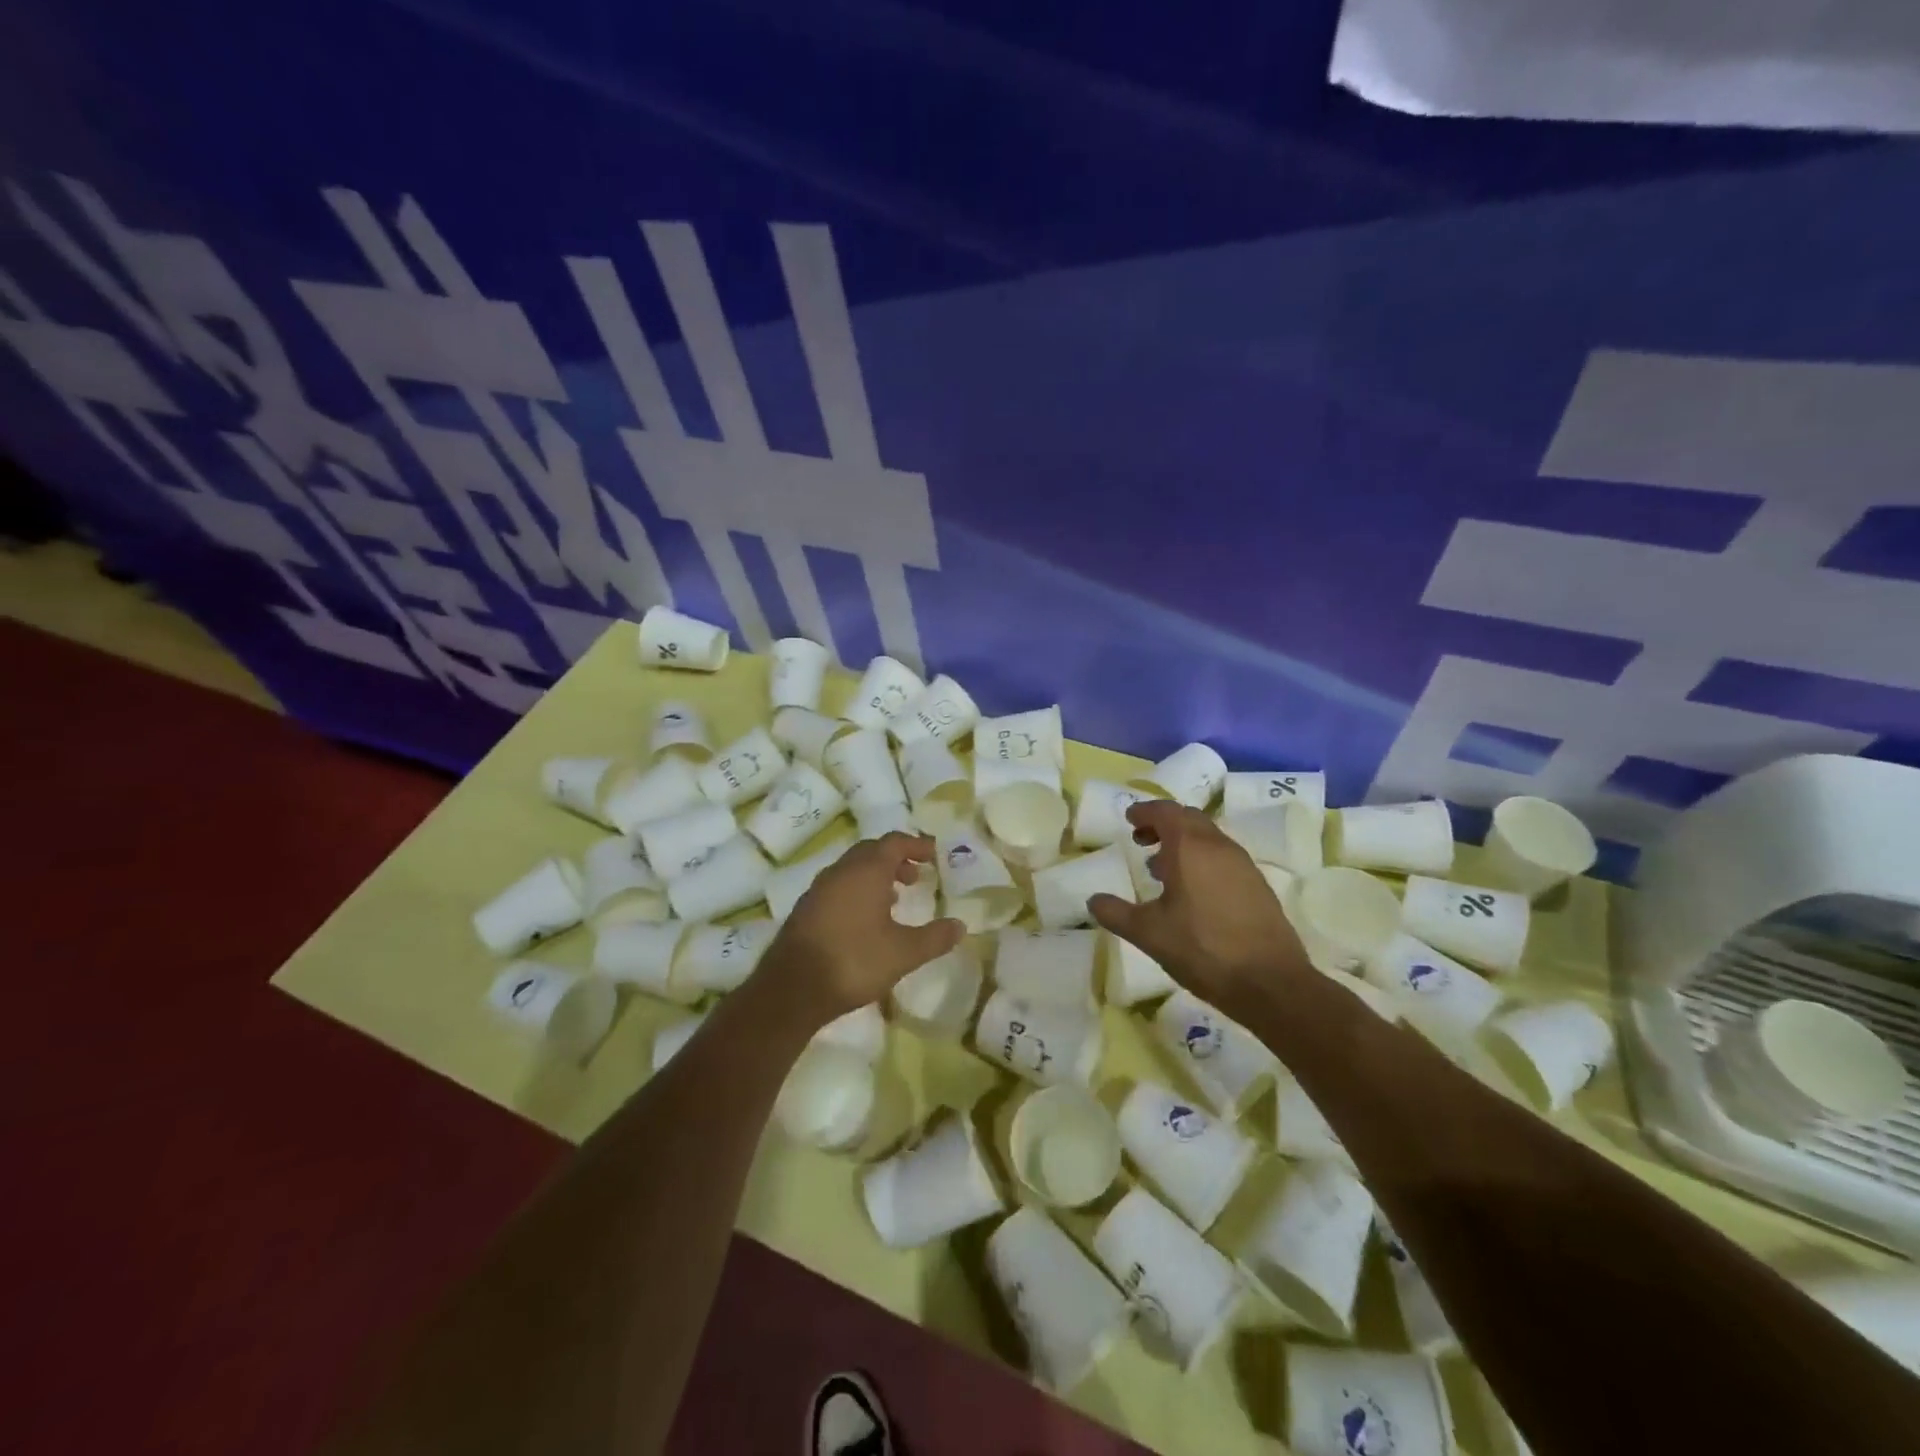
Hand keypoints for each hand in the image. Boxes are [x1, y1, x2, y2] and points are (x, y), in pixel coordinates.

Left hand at [762, 832, 964, 1023]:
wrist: (792, 988)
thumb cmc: (854, 961)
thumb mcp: (903, 953)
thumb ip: (934, 938)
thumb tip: (960, 926)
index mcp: (866, 871)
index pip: (894, 842)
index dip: (916, 845)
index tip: (934, 854)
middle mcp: (841, 871)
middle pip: (871, 851)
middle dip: (895, 858)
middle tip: (916, 876)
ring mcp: (819, 889)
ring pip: (852, 869)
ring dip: (875, 876)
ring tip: (894, 898)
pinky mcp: (805, 909)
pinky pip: (837, 887)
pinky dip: (857, 891)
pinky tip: (864, 920)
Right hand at [1088, 800, 1310, 1012]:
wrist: (1270, 983)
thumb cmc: (1202, 949)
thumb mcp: (1148, 933)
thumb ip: (1116, 913)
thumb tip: (1093, 901)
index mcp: (1190, 847)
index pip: (1165, 812)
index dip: (1144, 811)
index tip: (1129, 819)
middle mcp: (1219, 846)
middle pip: (1189, 819)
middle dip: (1163, 823)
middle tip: (1142, 840)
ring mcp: (1243, 865)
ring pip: (1209, 838)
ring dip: (1184, 843)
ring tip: (1162, 869)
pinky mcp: (1258, 886)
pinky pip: (1224, 858)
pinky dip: (1202, 860)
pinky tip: (1193, 892)